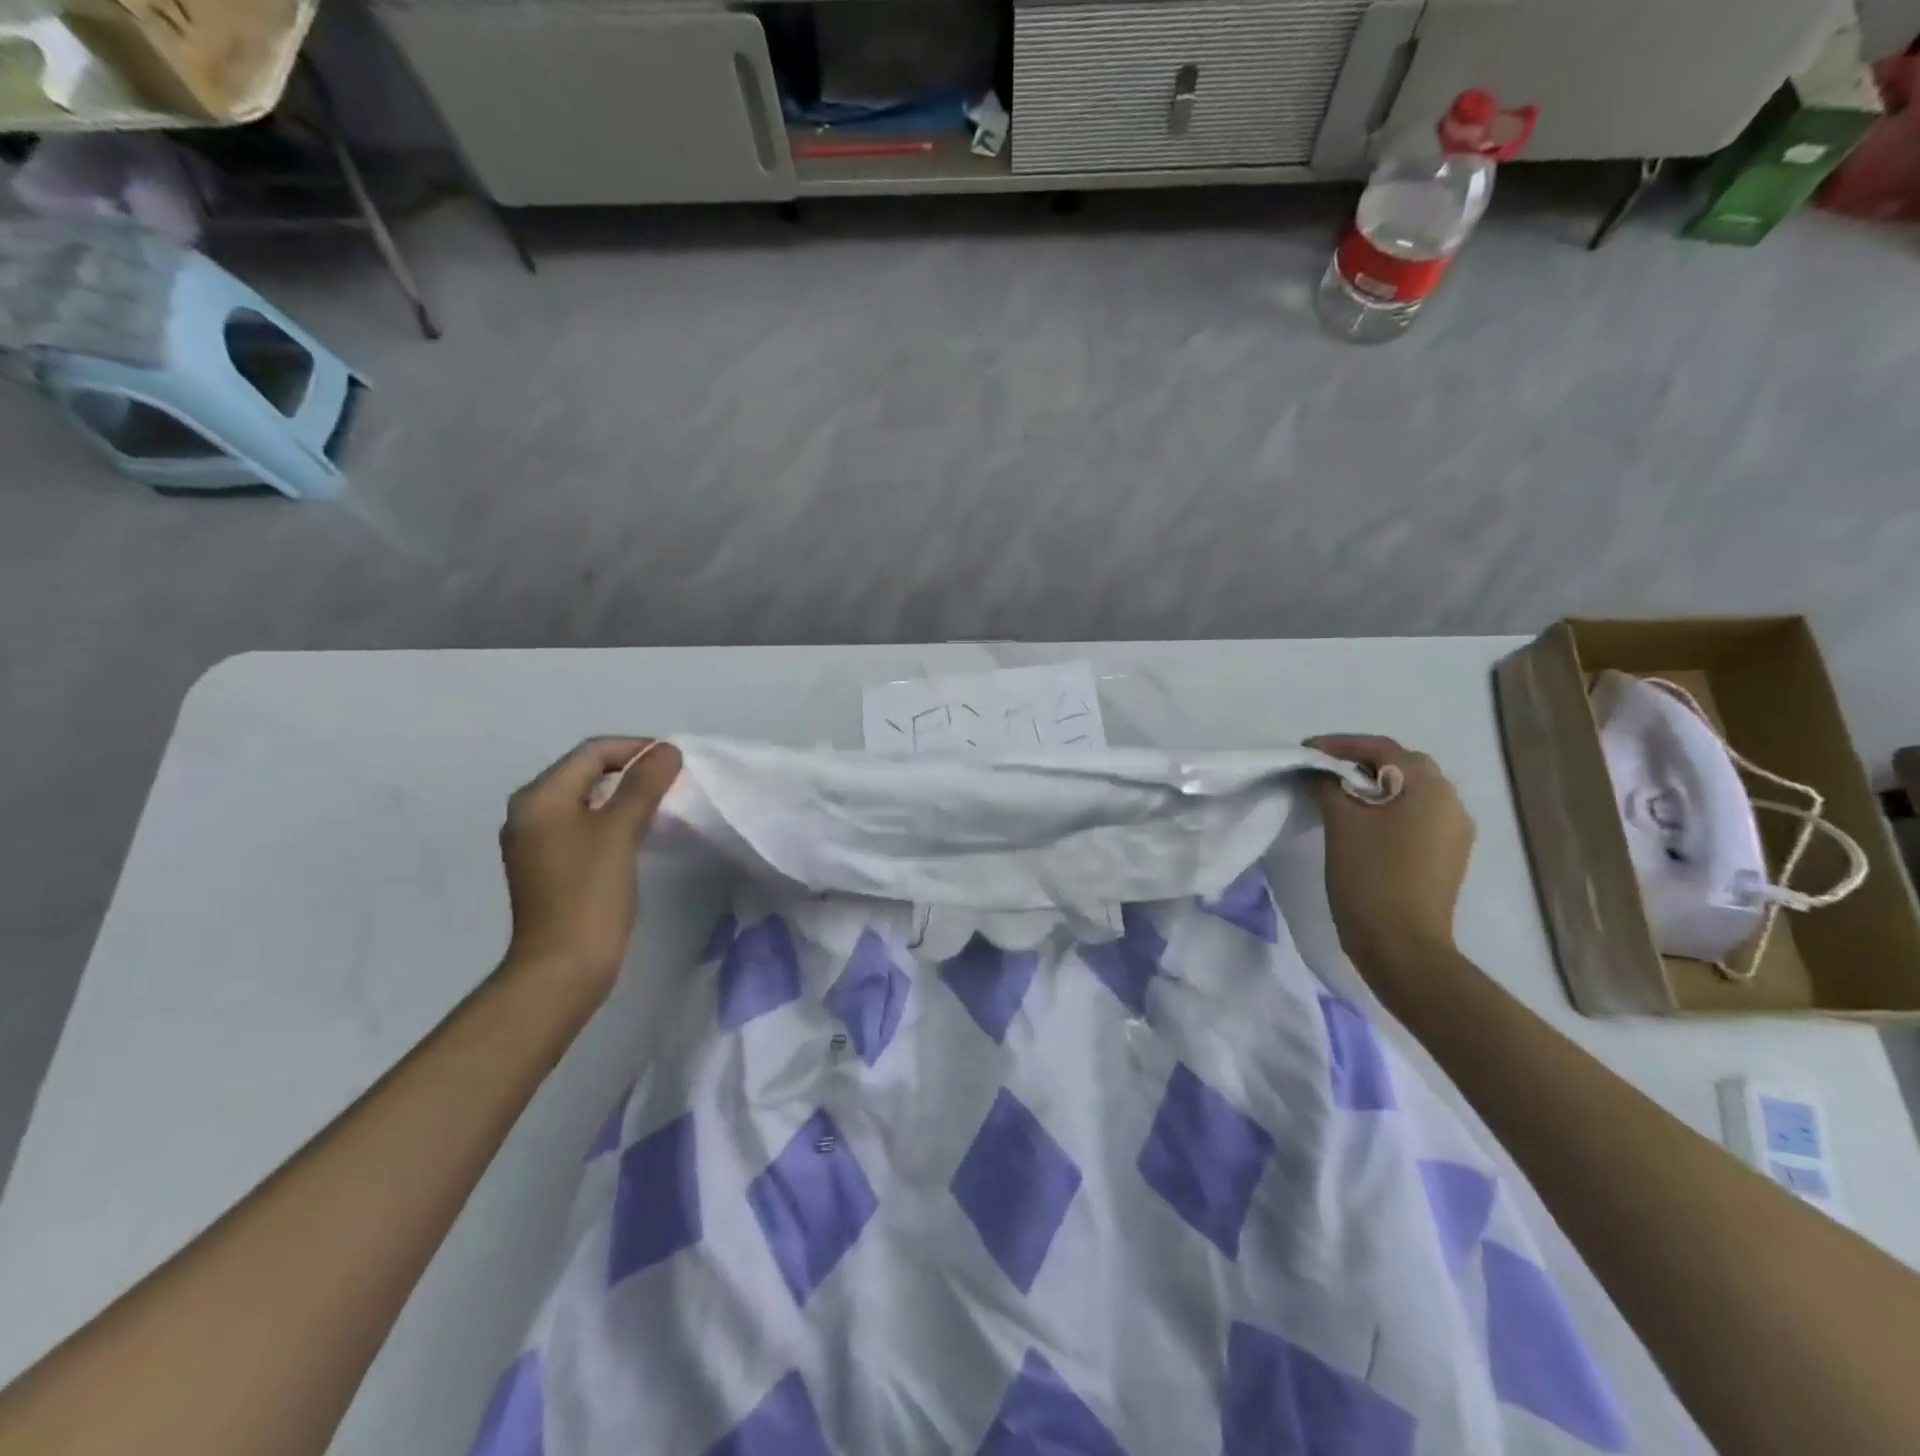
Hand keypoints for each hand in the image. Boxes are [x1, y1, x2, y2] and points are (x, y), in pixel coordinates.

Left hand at [499, 737, 682, 998]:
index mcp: (539, 798)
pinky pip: (584, 825)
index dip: (636, 749)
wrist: (563, 967)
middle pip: (586, 772)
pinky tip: (639, 832)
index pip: (592, 752)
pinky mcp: (550, 866)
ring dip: (624, 795)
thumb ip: (643, 785)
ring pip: (587, 800)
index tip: (676, 761)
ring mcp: (537, 842)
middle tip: (673, 780)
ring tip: (663, 803)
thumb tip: (667, 750)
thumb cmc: (589, 893)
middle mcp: (530, 813)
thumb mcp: (620, 831)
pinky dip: (613, 819)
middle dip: (631, 770)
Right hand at [1306, 734, 1474, 979]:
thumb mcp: (1340, 822)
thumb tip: (1316, 771)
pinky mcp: (1447, 856)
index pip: (1381, 748)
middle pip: (1401, 766)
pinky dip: (1387, 810)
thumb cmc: (1370, 875)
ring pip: (1409, 793)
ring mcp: (1454, 832)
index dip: (1339, 745)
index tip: (1304, 751)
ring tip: (1336, 795)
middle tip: (1320, 770)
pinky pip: (1415, 817)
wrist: (1402, 945)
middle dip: (1359, 763)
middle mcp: (1451, 802)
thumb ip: (1326, 785)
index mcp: (1430, 787)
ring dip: (1374, 787)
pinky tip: (1361, 824)